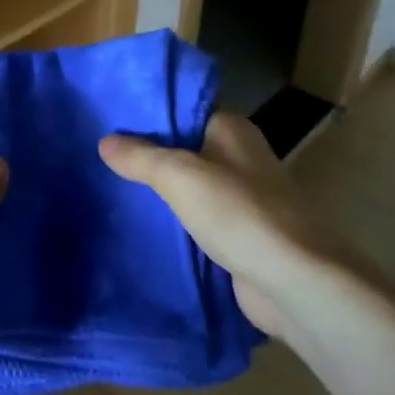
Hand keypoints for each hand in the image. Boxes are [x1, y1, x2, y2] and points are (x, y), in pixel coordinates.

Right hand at [99, 112, 350, 341]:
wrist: (295, 284)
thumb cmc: (239, 214)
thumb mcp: (180, 176)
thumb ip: (141, 157)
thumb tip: (105, 141)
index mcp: (232, 130)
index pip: (182, 110)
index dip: (146, 116)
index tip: (106, 122)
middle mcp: (240, 158)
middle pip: (183, 149)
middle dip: (146, 156)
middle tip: (98, 158)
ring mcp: (243, 199)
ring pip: (189, 188)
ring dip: (159, 192)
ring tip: (110, 190)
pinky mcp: (241, 236)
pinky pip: (197, 221)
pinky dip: (174, 223)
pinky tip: (140, 226)